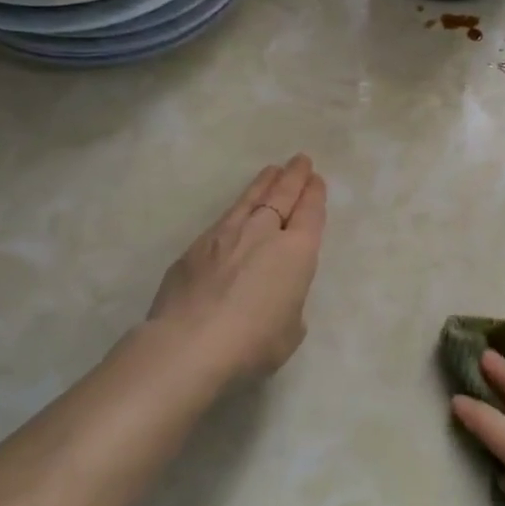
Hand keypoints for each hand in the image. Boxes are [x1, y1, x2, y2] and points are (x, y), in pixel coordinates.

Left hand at [144, 155, 327, 389]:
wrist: (188, 345)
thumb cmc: (253, 342)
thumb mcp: (290, 330)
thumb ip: (288, 305)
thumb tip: (273, 297)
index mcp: (296, 251)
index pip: (310, 213)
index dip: (314, 194)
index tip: (316, 180)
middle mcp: (263, 233)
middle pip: (282, 195)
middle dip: (293, 176)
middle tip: (300, 160)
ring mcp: (225, 236)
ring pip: (249, 199)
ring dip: (263, 183)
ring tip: (271, 171)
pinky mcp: (195, 248)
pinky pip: (223, 220)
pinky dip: (236, 210)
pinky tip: (236, 212)